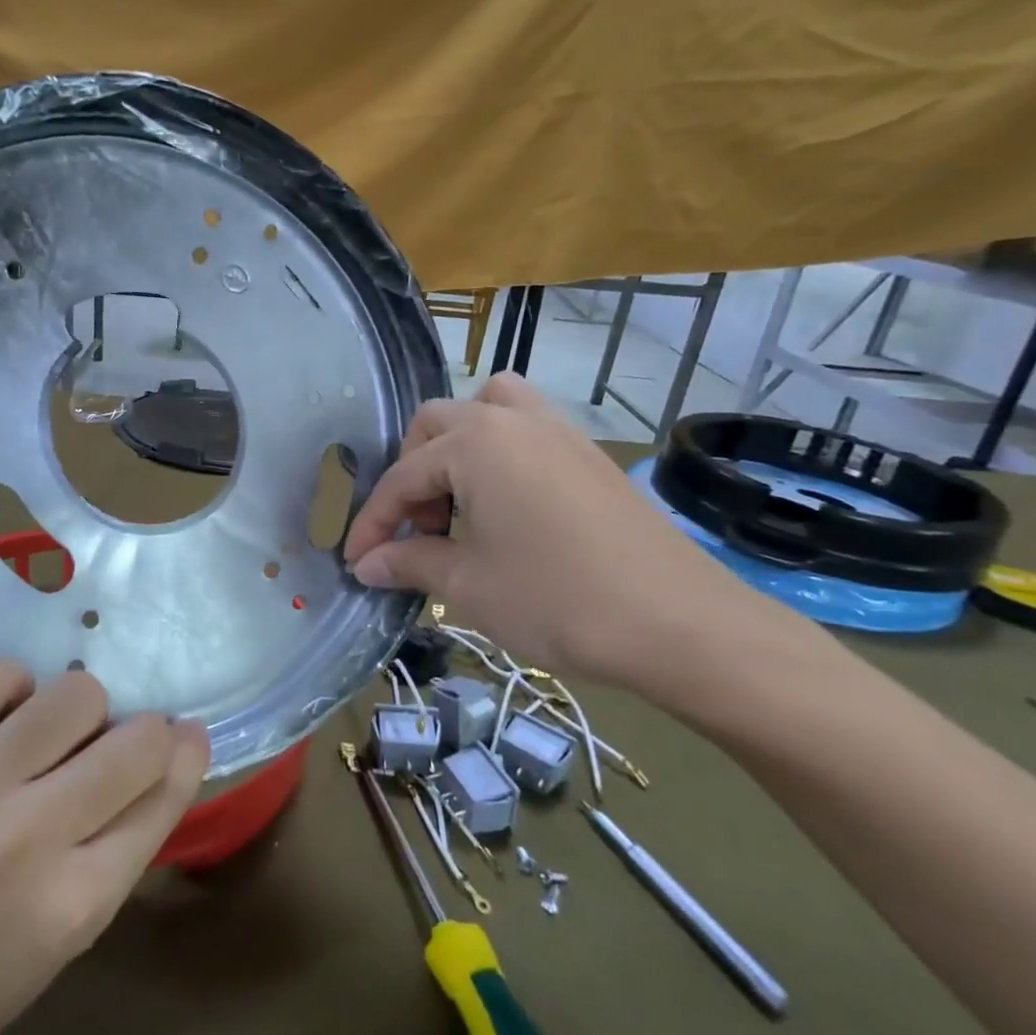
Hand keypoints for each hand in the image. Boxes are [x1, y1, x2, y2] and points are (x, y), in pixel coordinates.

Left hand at [0, 659, 207, 1034]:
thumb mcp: (65, 938)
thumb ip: (120, 847)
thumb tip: (166, 758)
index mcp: (74, 902)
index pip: (163, 797)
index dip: (185, 754)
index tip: (186, 735)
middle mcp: (27, 839)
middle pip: (134, 741)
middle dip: (144, 732)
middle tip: (115, 742)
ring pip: (71, 695)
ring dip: (80, 706)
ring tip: (52, 731)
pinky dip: (9, 683)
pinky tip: (2, 713)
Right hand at [342, 374, 771, 696]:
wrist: (679, 624)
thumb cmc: (556, 600)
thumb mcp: (467, 585)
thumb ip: (409, 563)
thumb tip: (366, 564)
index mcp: (475, 443)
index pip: (402, 477)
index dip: (373, 522)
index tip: (356, 562)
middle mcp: (514, 420)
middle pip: (437, 425)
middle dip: (411, 474)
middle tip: (416, 530)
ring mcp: (559, 432)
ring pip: (489, 409)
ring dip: (458, 446)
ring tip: (457, 500)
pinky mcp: (590, 455)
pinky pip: (528, 430)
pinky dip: (500, 454)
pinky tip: (505, 508)